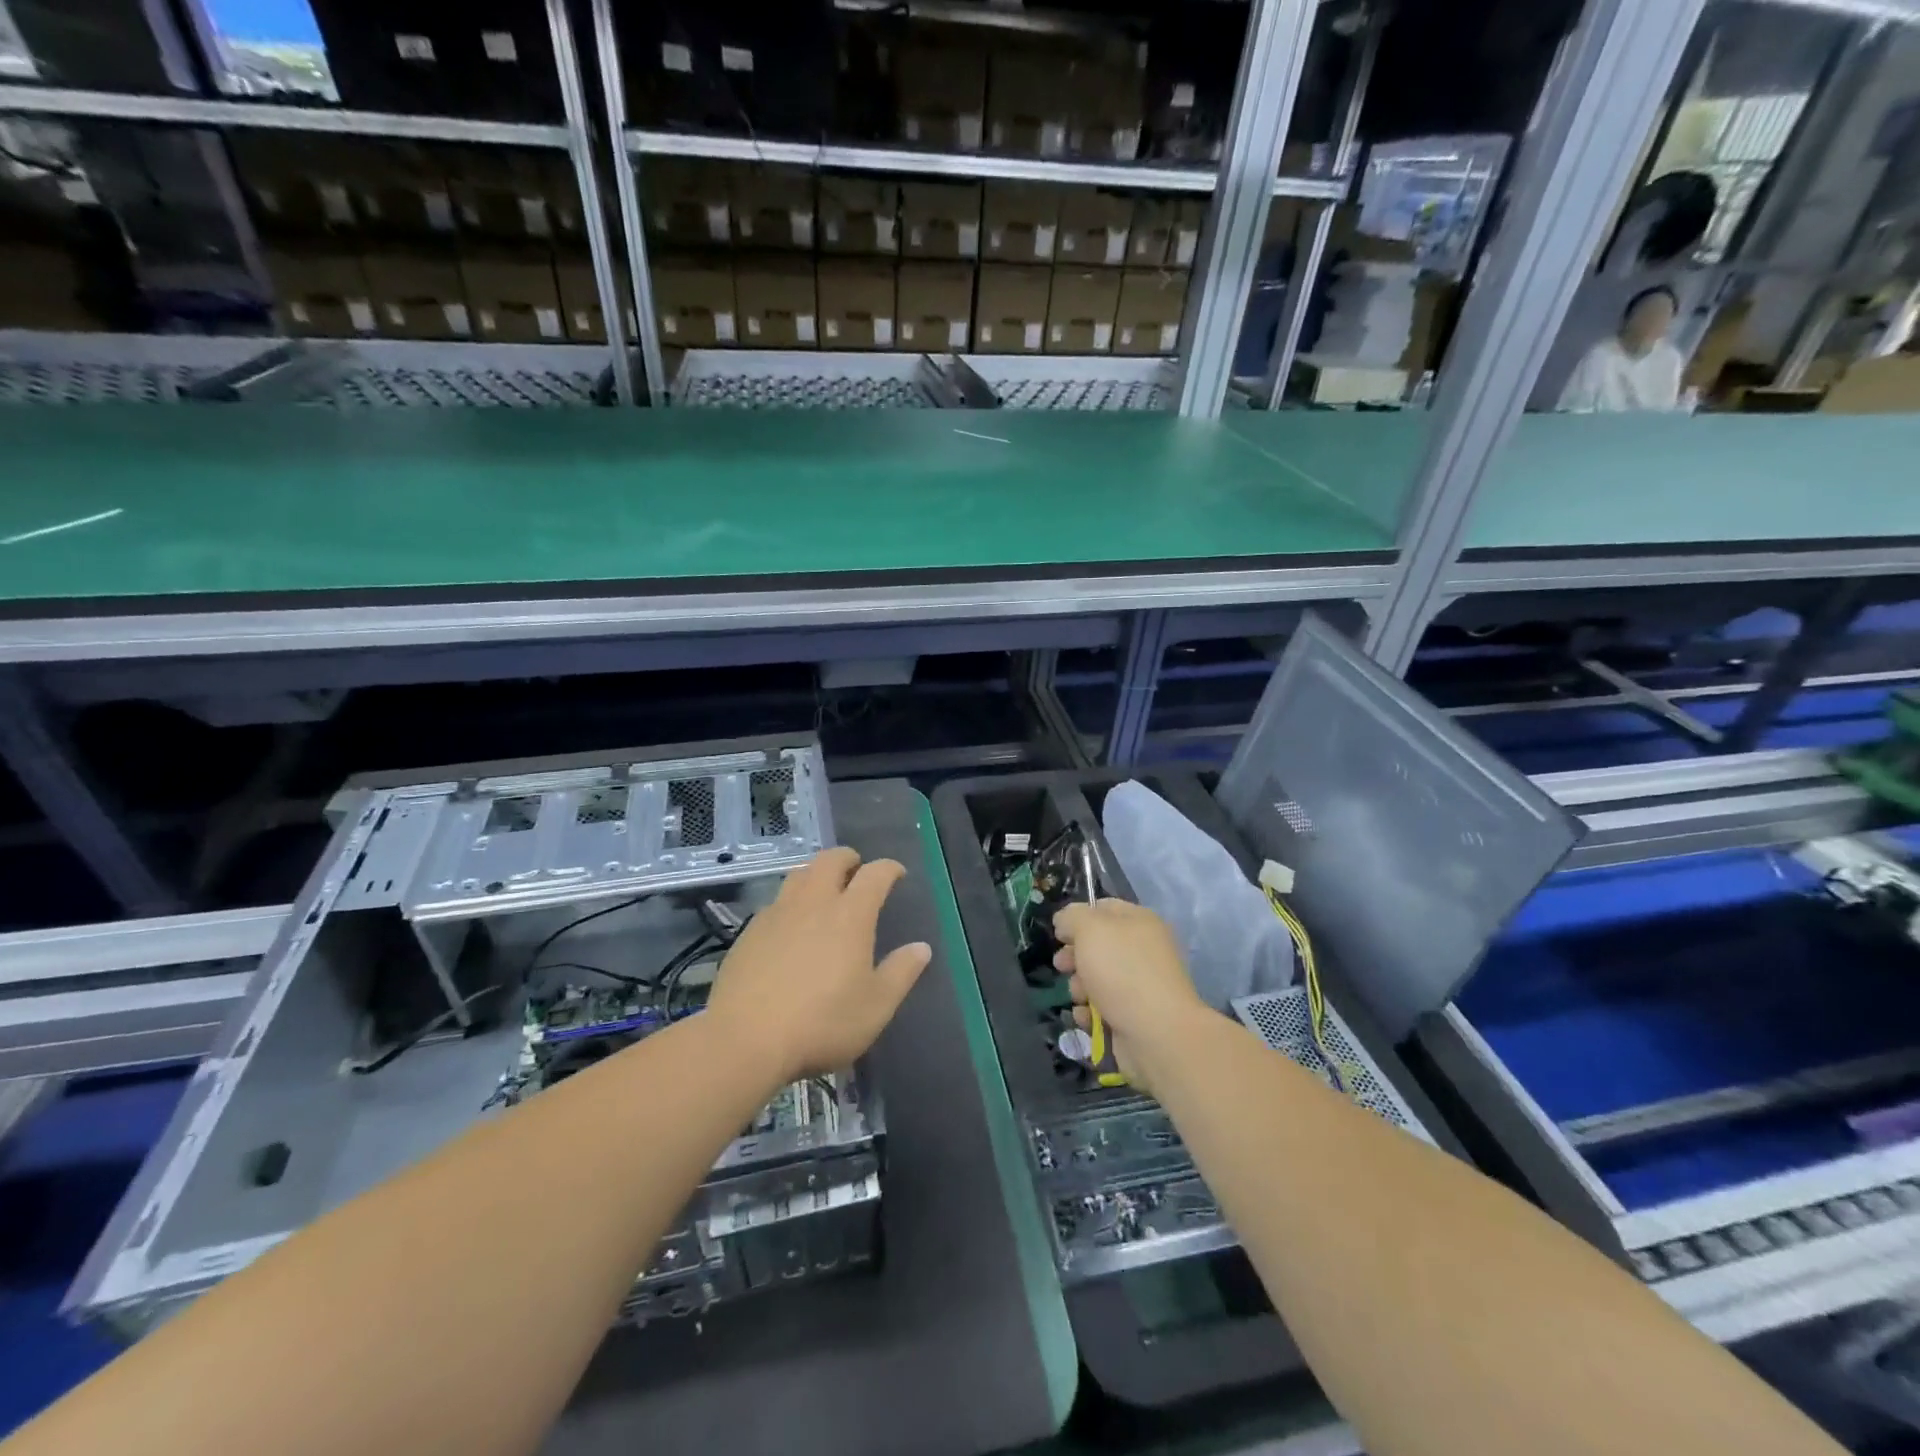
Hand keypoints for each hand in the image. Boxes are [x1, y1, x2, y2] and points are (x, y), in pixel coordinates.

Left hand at [705, 847, 931, 1084]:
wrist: (745, 1039)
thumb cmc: (822, 1023)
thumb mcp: (875, 1006)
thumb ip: (901, 973)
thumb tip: (921, 948)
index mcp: (850, 915)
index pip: (875, 874)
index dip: (889, 868)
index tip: (897, 874)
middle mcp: (813, 903)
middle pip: (830, 860)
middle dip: (848, 858)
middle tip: (857, 870)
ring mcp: (777, 914)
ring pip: (799, 875)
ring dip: (816, 874)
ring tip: (824, 891)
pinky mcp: (749, 932)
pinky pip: (776, 902)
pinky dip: (791, 902)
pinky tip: (791, 927)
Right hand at [1053, 899, 1212, 1094]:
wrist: (1157, 1033)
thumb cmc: (1122, 971)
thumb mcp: (1090, 929)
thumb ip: (1071, 917)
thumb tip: (1064, 922)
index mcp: (1140, 921)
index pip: (1102, 908)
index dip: (1077, 918)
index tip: (1059, 935)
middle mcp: (1142, 949)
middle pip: (1096, 946)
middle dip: (1073, 957)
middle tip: (1062, 966)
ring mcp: (1140, 985)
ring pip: (1096, 978)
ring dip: (1079, 987)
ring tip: (1080, 997)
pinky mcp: (1134, 1015)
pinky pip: (1103, 1008)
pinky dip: (1091, 1013)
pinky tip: (1089, 1018)